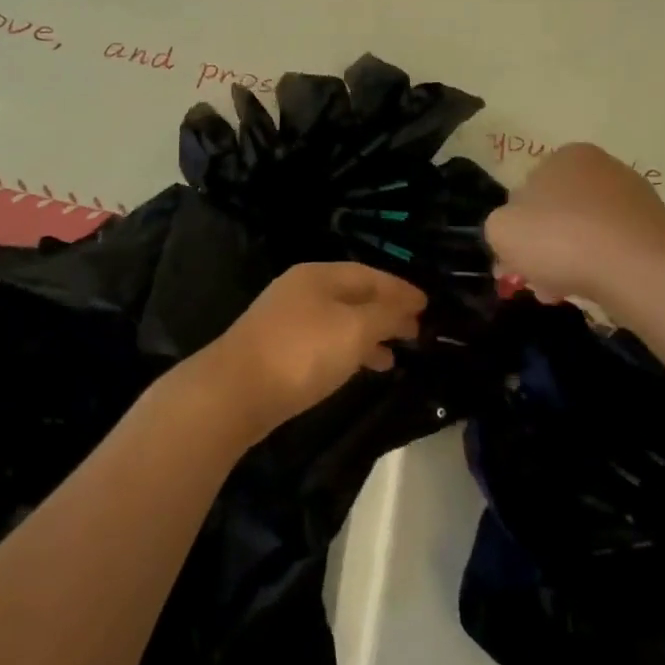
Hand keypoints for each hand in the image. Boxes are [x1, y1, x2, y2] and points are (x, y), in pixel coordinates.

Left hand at [188, 263, 426, 439]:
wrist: (236, 391)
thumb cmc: (302, 352)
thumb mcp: (354, 330)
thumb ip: (385, 315)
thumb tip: (407, 305)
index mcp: (319, 276)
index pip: (369, 274)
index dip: (400, 289)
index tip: (428, 305)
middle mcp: (301, 290)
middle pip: (353, 295)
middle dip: (386, 312)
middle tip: (417, 330)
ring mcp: (286, 319)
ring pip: (339, 320)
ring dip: (369, 334)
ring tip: (396, 355)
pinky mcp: (278, 349)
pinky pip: (325, 341)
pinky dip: (348, 350)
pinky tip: (359, 369)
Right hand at [485, 143, 664, 309]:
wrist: (640, 269)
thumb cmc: (561, 239)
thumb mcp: (501, 230)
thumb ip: (499, 226)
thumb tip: (516, 234)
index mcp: (564, 156)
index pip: (526, 190)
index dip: (515, 228)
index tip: (513, 261)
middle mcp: (602, 167)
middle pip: (557, 213)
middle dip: (542, 249)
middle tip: (535, 281)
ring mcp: (635, 198)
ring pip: (585, 234)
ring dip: (568, 262)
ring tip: (560, 294)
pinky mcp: (657, 231)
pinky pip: (614, 250)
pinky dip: (599, 268)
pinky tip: (592, 291)